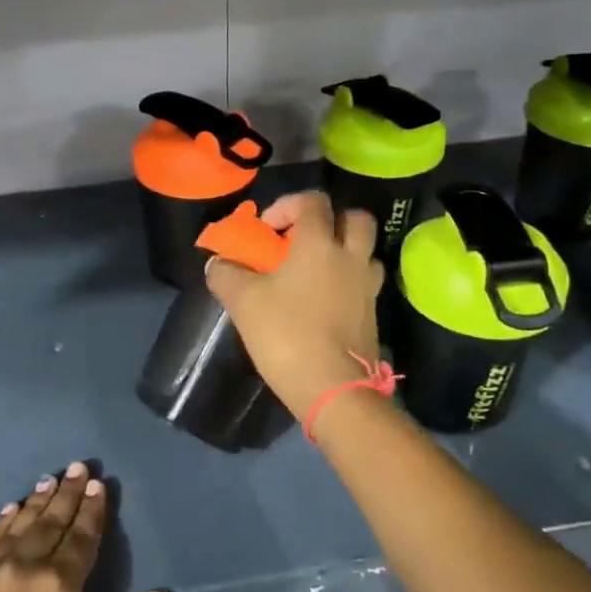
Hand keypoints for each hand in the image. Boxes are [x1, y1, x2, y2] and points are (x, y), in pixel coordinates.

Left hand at [0, 462, 171, 591]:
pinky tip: (9, 510)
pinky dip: (2, 521)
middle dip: (67, 494)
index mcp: (58, 586)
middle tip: (78, 467)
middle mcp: (24, 567)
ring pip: (18, 525)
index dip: (92, 511)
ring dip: (36, 502)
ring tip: (49, 480)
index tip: (98, 485)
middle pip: (51, 523)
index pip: (81, 538)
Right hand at [204, 191, 385, 420]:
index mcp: (320, 244)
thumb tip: (217, 263)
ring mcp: (367, 287)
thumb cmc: (287, 334)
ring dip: (344, 252)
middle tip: (303, 242)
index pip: (313, 201)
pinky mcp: (373, 315)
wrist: (334, 390)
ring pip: (365, 252)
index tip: (268, 230)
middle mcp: (351, 258)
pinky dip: (348, 283)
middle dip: (330, 221)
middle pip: (355, 219)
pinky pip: (364, 284)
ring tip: (316, 272)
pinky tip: (325, 303)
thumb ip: (226, 275)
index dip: (288, 205)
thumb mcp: (243, 302)